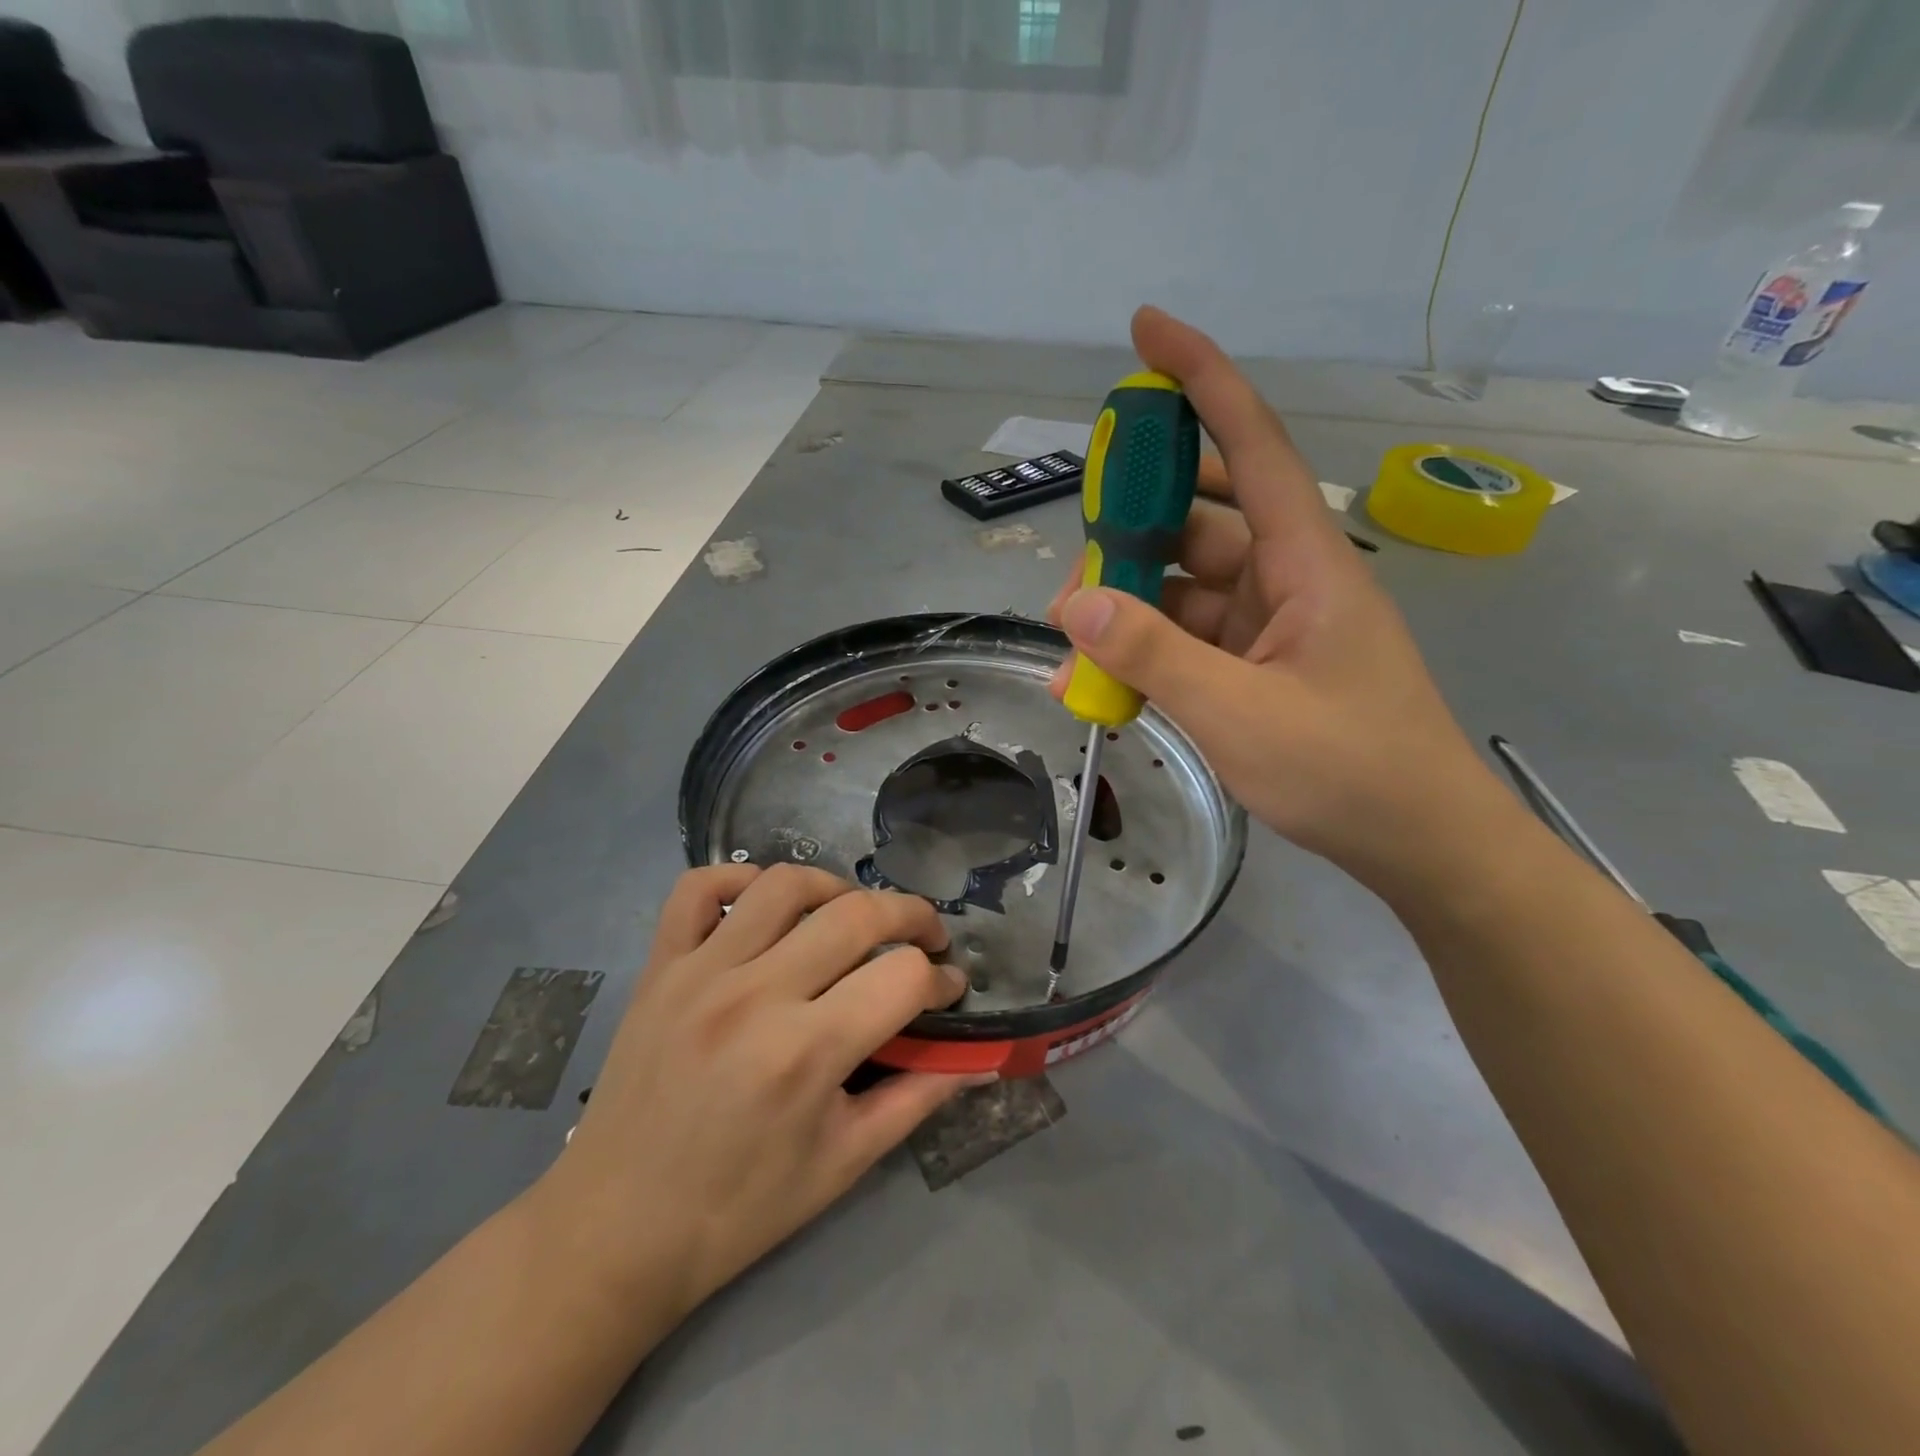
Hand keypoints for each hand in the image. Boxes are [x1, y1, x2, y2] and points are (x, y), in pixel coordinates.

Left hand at [534, 865, 976, 1322]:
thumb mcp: (842, 1164)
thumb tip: (976, 1061)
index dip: (942, 979)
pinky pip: (699, 888)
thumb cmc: (738, 1209)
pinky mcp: (660, 966)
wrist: (614, 1229)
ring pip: (786, 884)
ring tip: (853, 916)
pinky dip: (740, 878)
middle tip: (926, 939)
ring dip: (838, 888)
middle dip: (913, 916)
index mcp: (806, 1053)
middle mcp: (756, 994)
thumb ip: (916, 1099)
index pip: (903, 977)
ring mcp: (701, 971)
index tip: (949, 993)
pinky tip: (767, 905)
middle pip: (858, 914)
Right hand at [1049, 307, 1501, 891]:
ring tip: (1069, 634)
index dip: (1201, 379)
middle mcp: (1289, 577)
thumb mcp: (1237, 712)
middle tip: (1077, 549)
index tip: (1146, 330)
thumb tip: (1070, 603)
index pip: (1253, 442)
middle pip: (1202, 517)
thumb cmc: (1347, 771)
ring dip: (1129, 602)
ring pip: (1186, 584)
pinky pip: (1190, 636)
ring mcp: (1273, 624)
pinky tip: (1102, 677)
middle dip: (1135, 523)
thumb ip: (1150, 655)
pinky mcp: (1259, 665)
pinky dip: (1146, 648)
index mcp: (1306, 561)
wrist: (1419, 845)